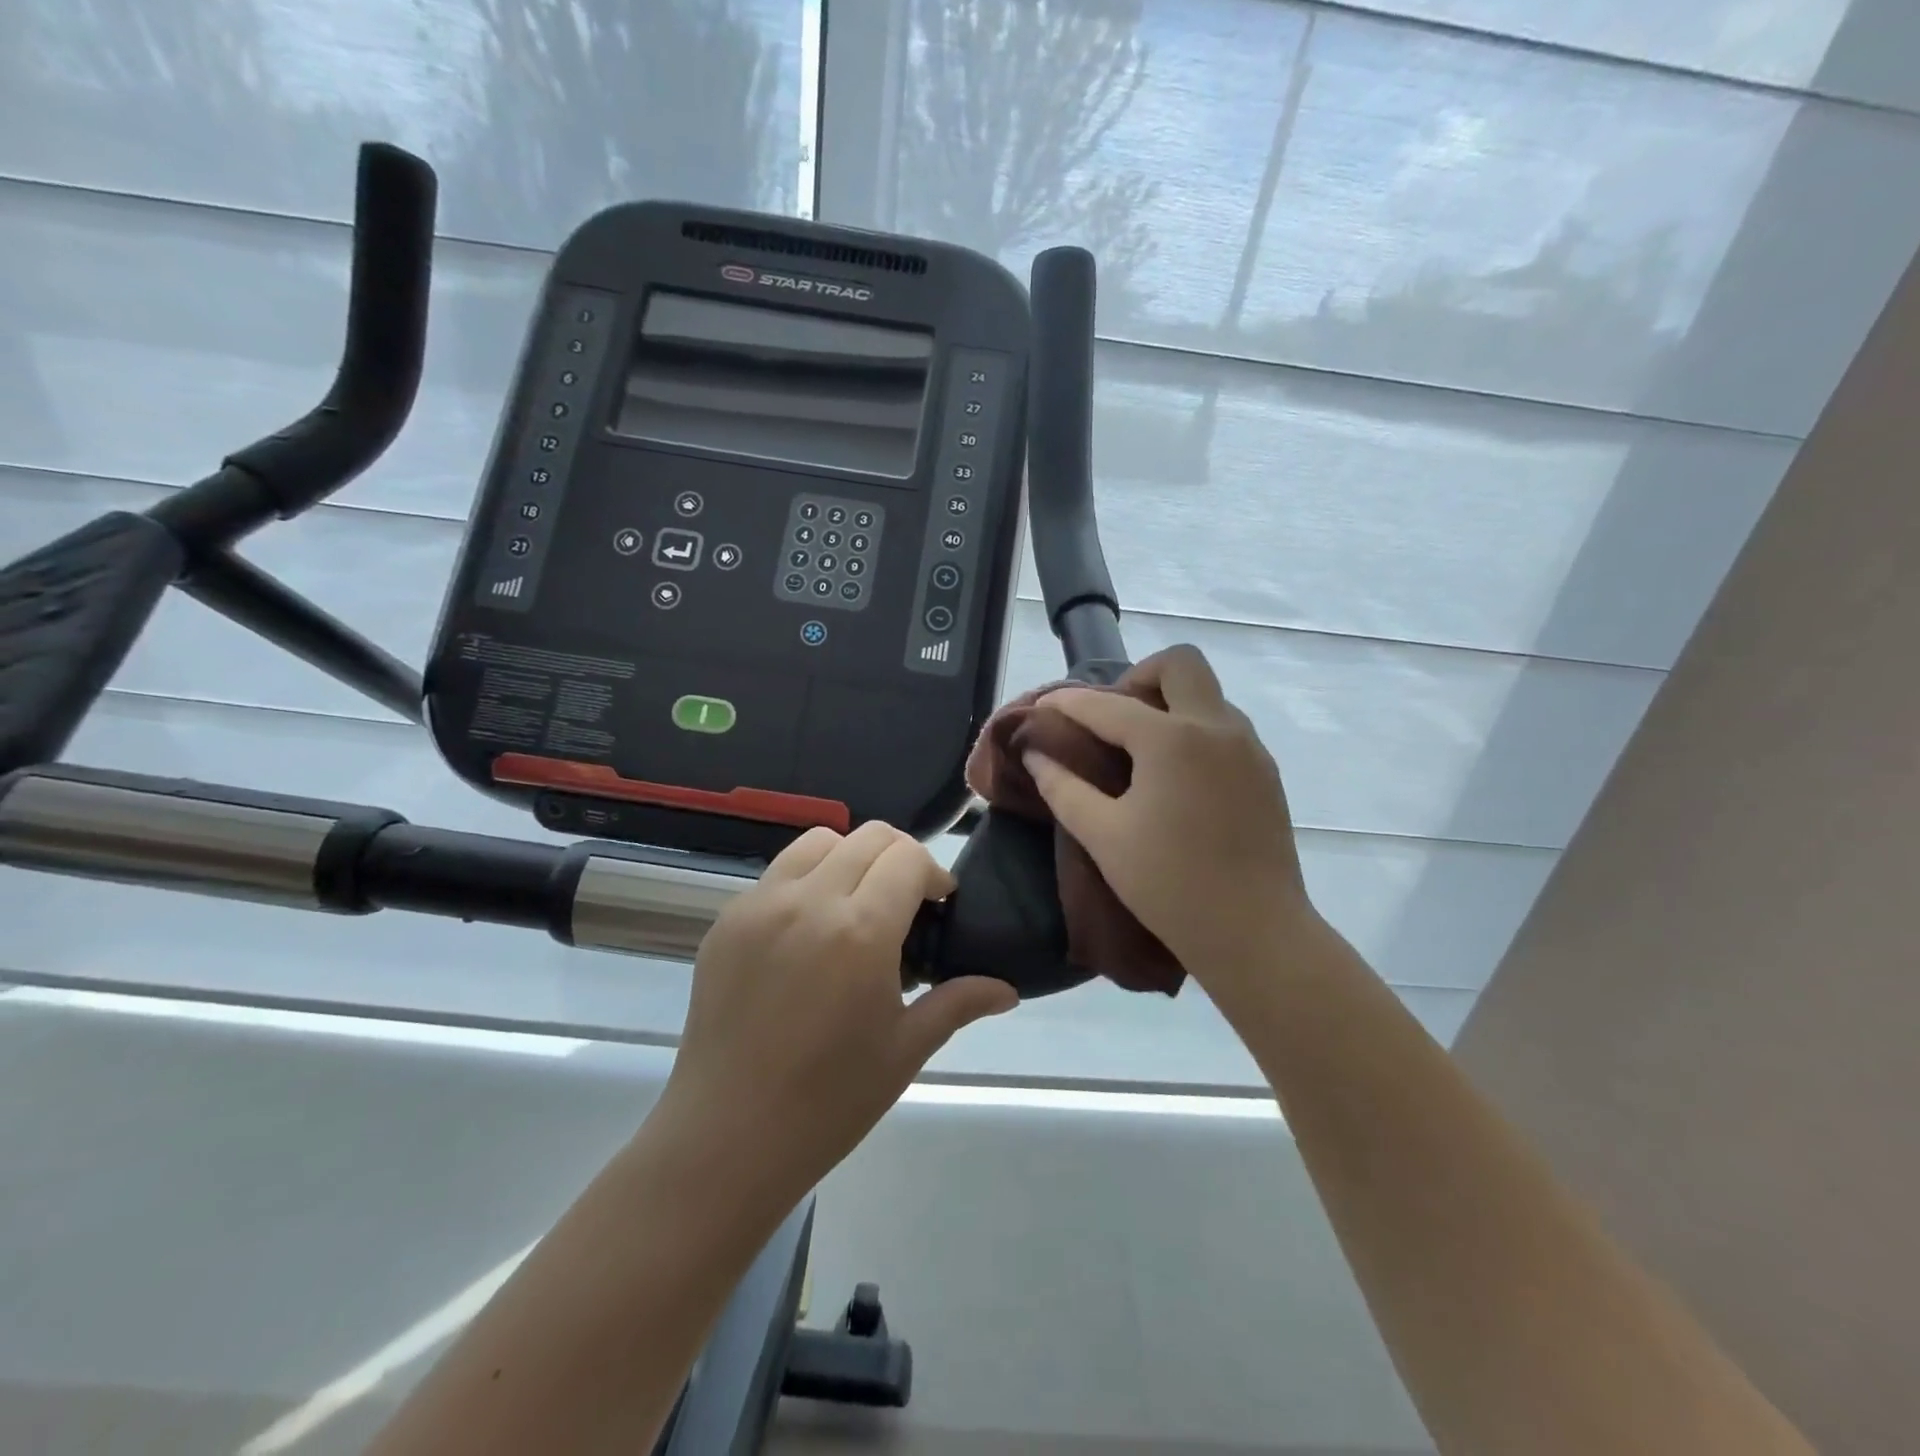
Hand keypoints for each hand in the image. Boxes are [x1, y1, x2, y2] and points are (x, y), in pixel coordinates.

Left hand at [657, 822, 1017, 1200]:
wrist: (726, 1137)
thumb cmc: (829, 1101)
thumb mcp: (905, 1049)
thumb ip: (958, 1002)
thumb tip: (1007, 989)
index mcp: (861, 931)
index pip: (909, 856)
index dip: (934, 873)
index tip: (939, 905)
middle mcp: (809, 900)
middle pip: (869, 836)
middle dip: (900, 858)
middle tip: (906, 902)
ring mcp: (760, 904)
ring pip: (819, 841)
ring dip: (851, 858)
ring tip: (856, 905)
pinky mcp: (727, 920)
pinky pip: (778, 873)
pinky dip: (806, 881)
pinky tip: (808, 933)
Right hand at [1024, 645, 1319, 996]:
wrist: (1256, 934)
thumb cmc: (1170, 885)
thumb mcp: (1104, 836)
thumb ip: (1063, 788)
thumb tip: (1036, 754)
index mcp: (1172, 739)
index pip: (1107, 704)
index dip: (1067, 702)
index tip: (1043, 707)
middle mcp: (1217, 727)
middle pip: (1179, 664)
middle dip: (1138, 678)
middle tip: (1112, 720)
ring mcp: (1249, 747)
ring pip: (1206, 694)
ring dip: (1169, 704)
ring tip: (1139, 751)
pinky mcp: (1266, 772)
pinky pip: (1225, 726)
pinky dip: (1193, 730)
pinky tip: (1175, 777)